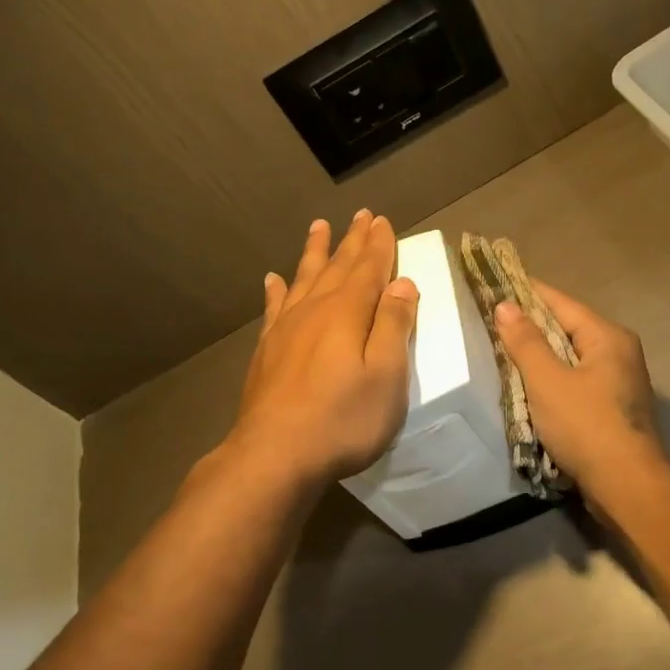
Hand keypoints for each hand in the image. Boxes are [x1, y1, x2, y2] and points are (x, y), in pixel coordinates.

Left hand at [224, 209, 419, 487]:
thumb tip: (402, 283)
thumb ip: (394, 326)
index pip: (369, 269)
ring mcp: (285, 329)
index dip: (379, 245)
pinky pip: (273, 308)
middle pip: (337, 267)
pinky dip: (276, 290)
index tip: (383, 220)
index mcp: (348, 313)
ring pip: (303, 279)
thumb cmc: (342, 419)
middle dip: (352, 240)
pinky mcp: (266, 351)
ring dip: (314, 253)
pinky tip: (272, 279)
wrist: (274, 454)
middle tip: (360, 214)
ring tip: (318, 227)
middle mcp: (315, 311)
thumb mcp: (386, 375)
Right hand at [492, 282, 667, 500]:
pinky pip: (577, 383)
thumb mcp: (547, 381)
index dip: (527, 293)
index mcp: (608, 337)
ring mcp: (620, 383)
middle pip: (568, 329)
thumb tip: (505, 305)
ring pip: (571, 359)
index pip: (561, 303)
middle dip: (531, 327)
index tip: (496, 285)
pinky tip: (529, 389)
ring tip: (502, 353)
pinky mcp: (614, 410)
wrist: (627, 485)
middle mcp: (620, 353)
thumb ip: (525, 342)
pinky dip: (553, 382)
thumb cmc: (586, 426)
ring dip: (541, 358)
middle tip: (491, 322)